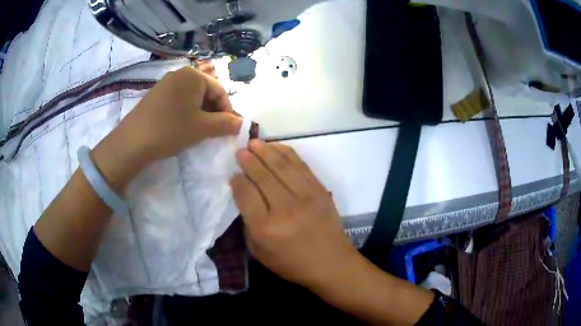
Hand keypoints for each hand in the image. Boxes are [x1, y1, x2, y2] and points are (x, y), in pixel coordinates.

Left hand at [92, 66, 240, 191]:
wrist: (132, 142)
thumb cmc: (171, 130)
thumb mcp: (203, 128)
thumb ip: (226, 124)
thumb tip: (242, 123)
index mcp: (194, 75)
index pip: (220, 91)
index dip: (228, 110)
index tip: (228, 128)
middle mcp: (180, 73)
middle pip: (205, 91)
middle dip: (213, 111)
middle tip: (213, 131)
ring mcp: (165, 83)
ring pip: (191, 97)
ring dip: (199, 113)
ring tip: (197, 130)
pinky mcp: (155, 94)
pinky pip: (177, 100)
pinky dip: (185, 112)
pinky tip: (181, 126)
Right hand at [230, 140, 359, 288]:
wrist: (331, 263)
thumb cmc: (291, 263)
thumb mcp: (259, 252)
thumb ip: (248, 223)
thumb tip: (244, 195)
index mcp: (265, 228)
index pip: (246, 193)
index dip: (237, 180)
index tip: (234, 174)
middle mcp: (284, 208)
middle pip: (262, 175)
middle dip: (248, 160)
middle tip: (240, 150)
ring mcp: (305, 197)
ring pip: (281, 166)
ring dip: (265, 151)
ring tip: (254, 143)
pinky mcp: (320, 190)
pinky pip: (300, 165)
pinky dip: (286, 153)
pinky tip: (276, 147)